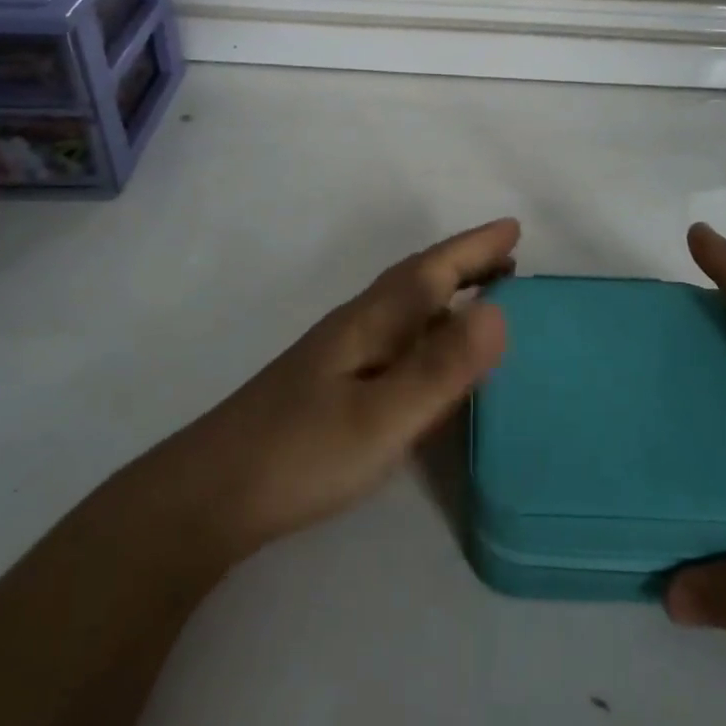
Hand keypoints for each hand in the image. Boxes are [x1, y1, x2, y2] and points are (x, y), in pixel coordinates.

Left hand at [155, 219, 519, 564]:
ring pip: (405, 310)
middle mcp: (357, 327)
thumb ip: (440, 368)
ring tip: (485, 299)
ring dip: (446, 295)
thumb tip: (501, 311)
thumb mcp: (381, 417)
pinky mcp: (332, 387)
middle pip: (418, 282)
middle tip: (510, 261)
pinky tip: (431, 359)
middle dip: (464, 265)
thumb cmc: (301, 453)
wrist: (212, 496)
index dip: (474, 249)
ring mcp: (341, 357)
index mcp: (371, 322)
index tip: (514, 229)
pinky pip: (396, 341)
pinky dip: (426, 333)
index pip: (432, 271)